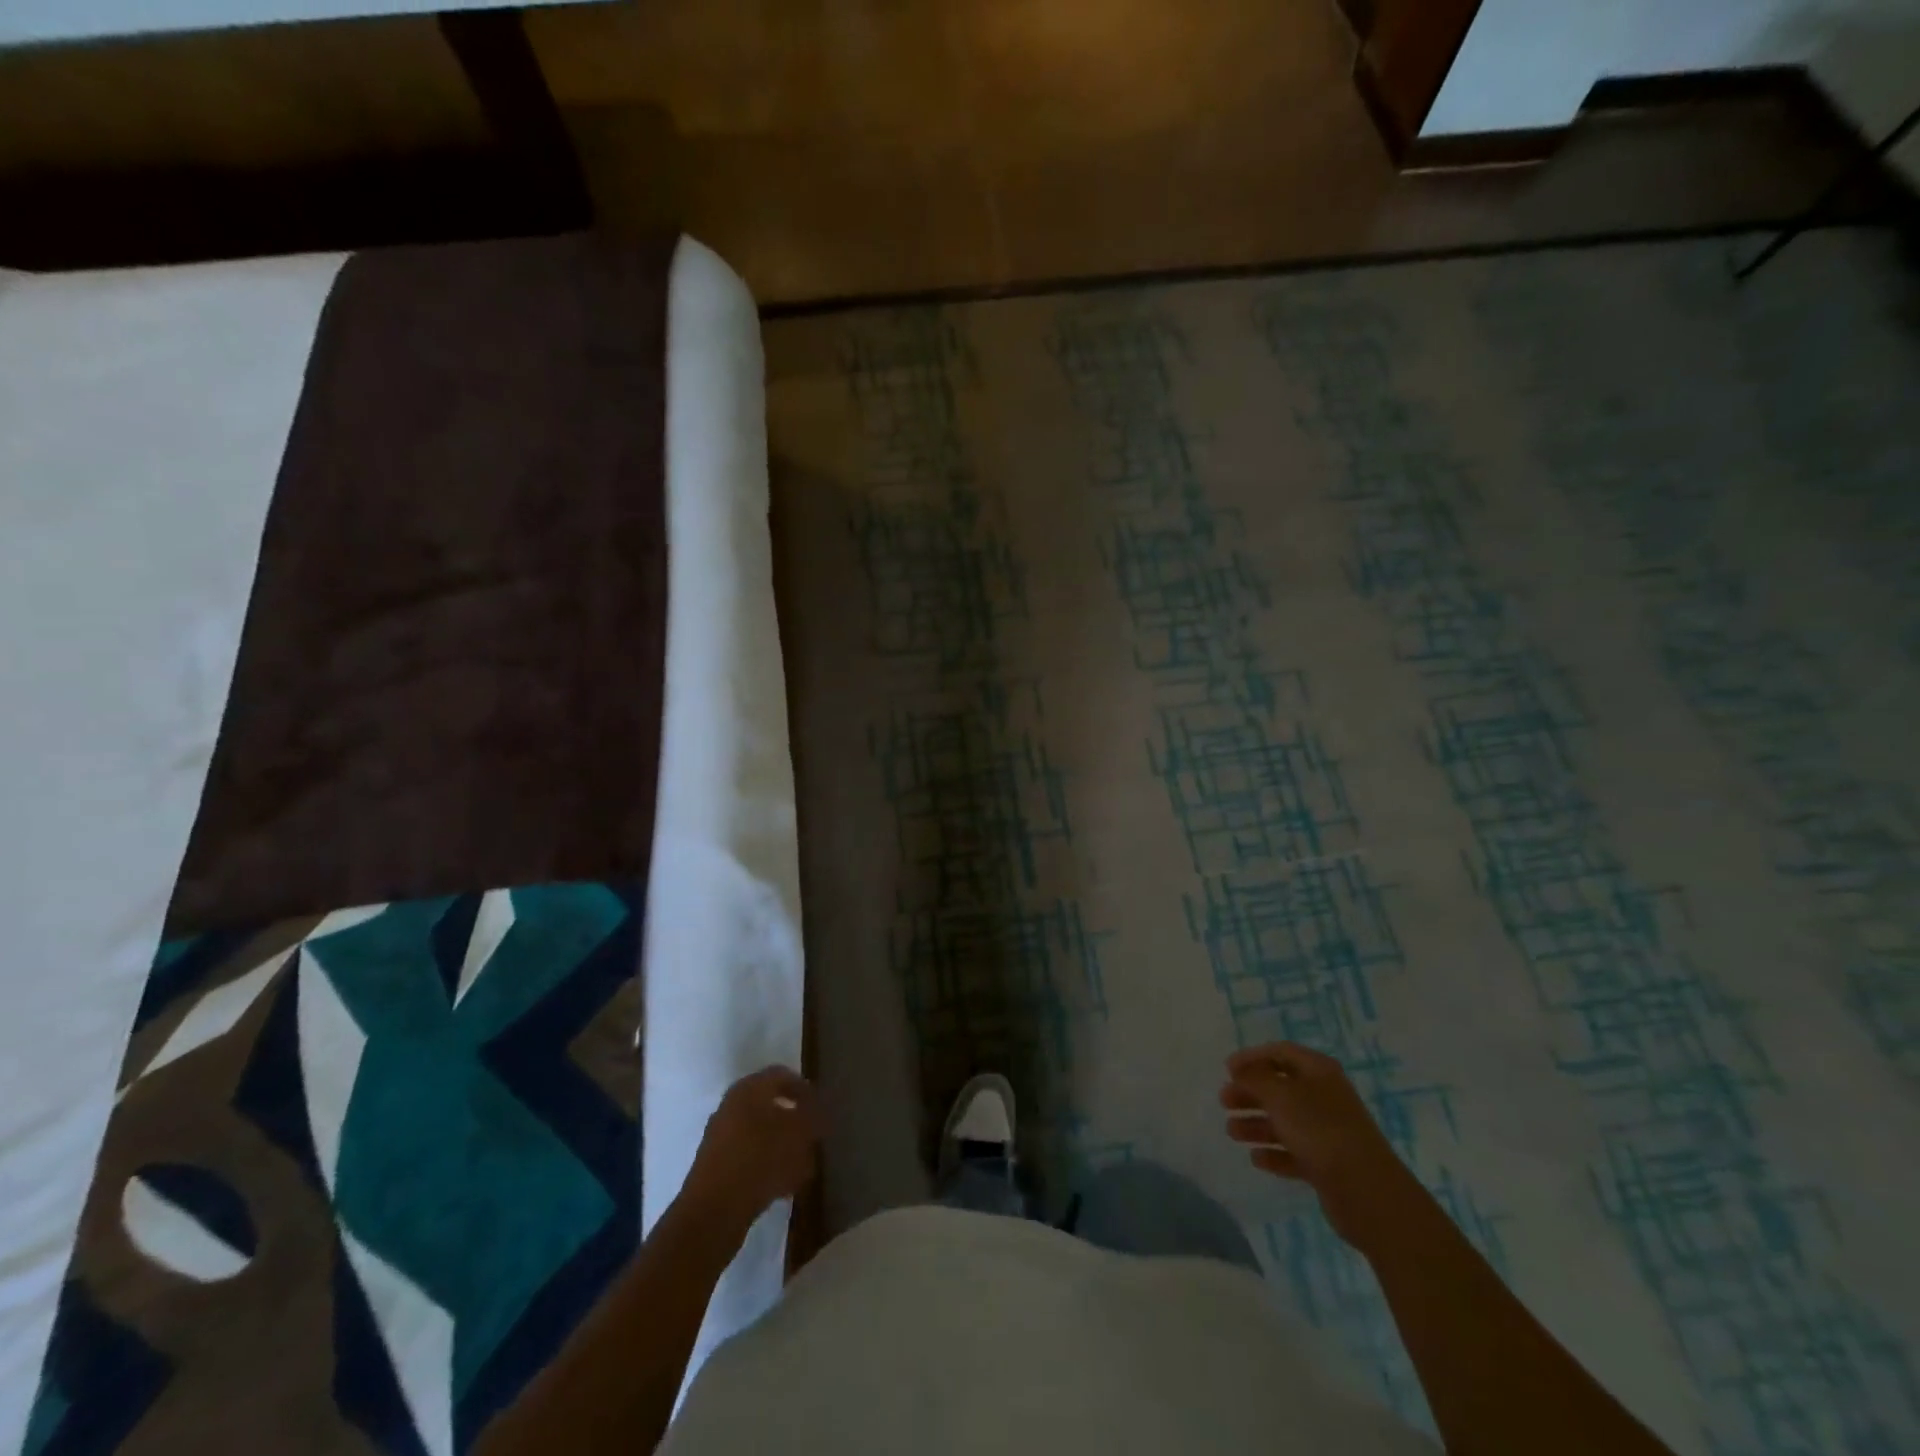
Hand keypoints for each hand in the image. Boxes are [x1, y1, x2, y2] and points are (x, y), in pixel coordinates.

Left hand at [679, 1066, 821, 1241]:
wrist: (713, 1211)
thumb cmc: (761, 1159)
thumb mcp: (799, 1133)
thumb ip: (814, 1117)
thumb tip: (820, 1111)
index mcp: (749, 1088)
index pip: (782, 1075)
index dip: (805, 1089)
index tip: (822, 1108)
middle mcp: (731, 1105)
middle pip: (771, 1105)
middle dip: (795, 1121)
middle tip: (813, 1137)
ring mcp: (721, 1136)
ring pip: (761, 1134)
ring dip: (783, 1146)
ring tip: (803, 1166)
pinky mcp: (716, 1166)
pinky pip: (749, 1157)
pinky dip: (768, 1165)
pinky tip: (783, 1186)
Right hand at [1219, 1041, 1419, 1251]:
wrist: (1366, 1191)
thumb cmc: (1319, 1130)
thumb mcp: (1280, 1095)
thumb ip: (1255, 1079)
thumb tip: (1242, 1071)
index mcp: (1318, 1071)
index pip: (1280, 1052)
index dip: (1252, 1057)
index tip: (1227, 1070)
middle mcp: (1324, 1097)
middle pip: (1280, 1088)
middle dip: (1250, 1093)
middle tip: (1224, 1102)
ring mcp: (1327, 1131)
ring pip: (1284, 1121)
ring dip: (1256, 1124)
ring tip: (1232, 1132)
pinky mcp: (1328, 1164)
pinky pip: (1294, 1152)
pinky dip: (1274, 1153)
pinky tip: (1256, 1159)